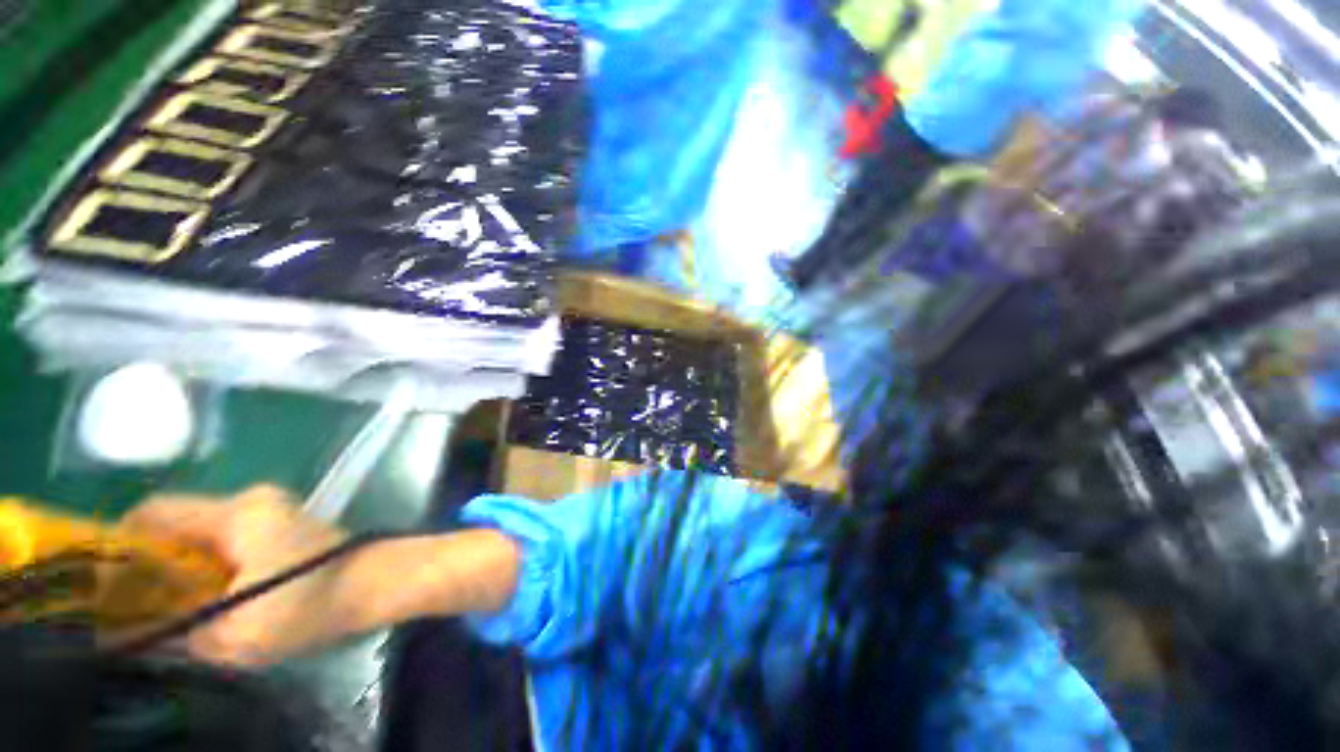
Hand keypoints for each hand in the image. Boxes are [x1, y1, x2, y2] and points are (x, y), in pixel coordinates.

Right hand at [121, 485, 349, 665]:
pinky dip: (209, 567)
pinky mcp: (284, 527)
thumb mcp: (236, 634)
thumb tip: (134, 633)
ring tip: (166, 609)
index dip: (118, 544)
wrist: (384, 582)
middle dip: (148, 564)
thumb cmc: (312, 604)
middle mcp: (252, 502)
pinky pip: (229, 542)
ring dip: (180, 569)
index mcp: (236, 513)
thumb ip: (179, 633)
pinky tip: (207, 600)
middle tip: (130, 606)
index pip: (155, 512)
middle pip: (177, 525)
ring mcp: (272, 512)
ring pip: (203, 536)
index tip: (101, 583)